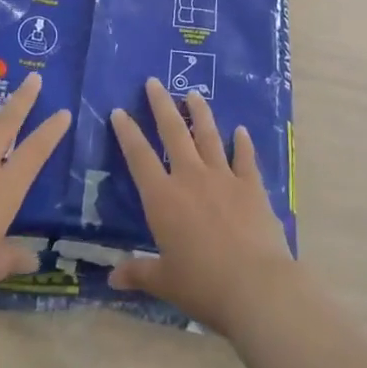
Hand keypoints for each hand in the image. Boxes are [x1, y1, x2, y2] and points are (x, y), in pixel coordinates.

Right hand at [108, 78, 294, 337]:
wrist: (256, 286)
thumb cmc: (203, 285)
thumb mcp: (165, 281)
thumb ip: (138, 273)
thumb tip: (111, 278)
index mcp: (163, 199)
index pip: (139, 157)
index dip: (127, 132)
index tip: (118, 110)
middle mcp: (191, 177)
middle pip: (173, 133)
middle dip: (161, 105)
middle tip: (154, 82)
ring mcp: (223, 177)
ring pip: (208, 135)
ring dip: (199, 113)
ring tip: (193, 93)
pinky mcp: (251, 185)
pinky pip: (244, 157)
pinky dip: (242, 143)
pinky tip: (241, 130)